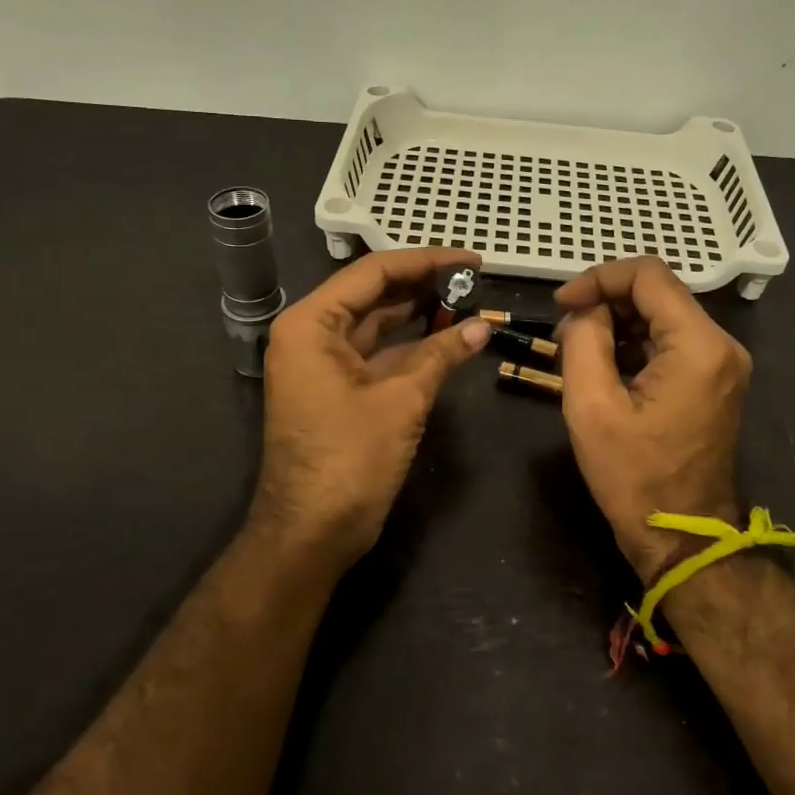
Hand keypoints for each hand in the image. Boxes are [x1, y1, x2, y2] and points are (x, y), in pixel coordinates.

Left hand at [253, 248, 490, 568]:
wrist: (311, 534)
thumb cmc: (349, 460)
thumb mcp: (401, 401)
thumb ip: (441, 355)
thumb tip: (483, 326)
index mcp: (311, 324)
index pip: (373, 272)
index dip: (426, 261)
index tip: (471, 260)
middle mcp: (312, 334)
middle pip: (374, 294)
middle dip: (424, 285)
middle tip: (474, 279)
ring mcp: (323, 363)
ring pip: (378, 323)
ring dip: (421, 314)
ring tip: (468, 301)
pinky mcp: (338, 388)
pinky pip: (378, 353)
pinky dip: (412, 346)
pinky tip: (449, 338)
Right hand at [555, 258, 753, 580]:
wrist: (683, 538)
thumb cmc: (634, 477)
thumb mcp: (591, 406)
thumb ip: (584, 340)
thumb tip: (587, 310)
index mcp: (699, 346)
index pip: (648, 275)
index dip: (598, 278)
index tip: (561, 303)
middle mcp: (721, 345)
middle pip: (657, 292)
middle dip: (605, 302)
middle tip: (563, 334)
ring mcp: (722, 363)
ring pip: (661, 316)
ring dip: (616, 324)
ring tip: (577, 354)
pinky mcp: (714, 380)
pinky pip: (670, 342)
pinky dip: (634, 344)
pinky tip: (604, 369)